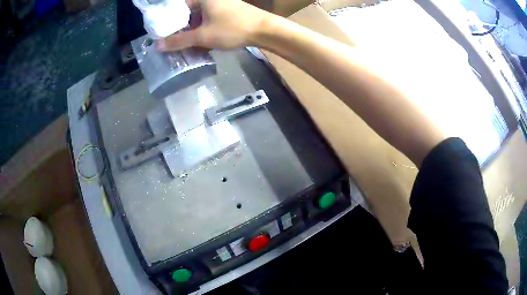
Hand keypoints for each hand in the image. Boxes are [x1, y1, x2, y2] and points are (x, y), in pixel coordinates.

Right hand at [157, 0, 270, 50]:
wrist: (265, 30)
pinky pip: (211, 18)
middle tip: (176, 42)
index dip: (171, 21)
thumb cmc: (232, 29)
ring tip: (189, 45)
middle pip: (190, 12)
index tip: (165, 34)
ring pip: (201, 16)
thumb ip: (179, 40)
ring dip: (194, 30)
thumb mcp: (202, 36)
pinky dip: (205, 28)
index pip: (179, 7)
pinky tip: (204, 41)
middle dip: (183, 28)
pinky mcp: (230, 10)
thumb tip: (158, 45)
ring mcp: (222, 3)